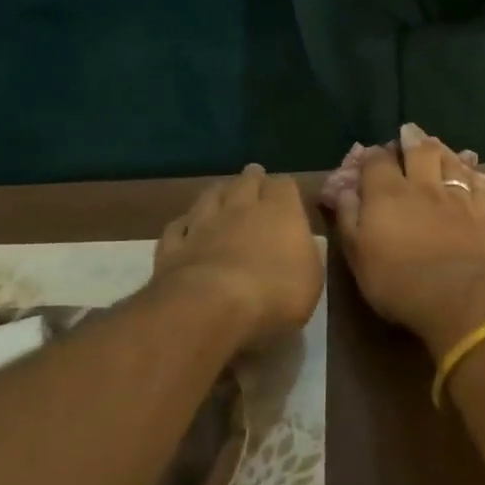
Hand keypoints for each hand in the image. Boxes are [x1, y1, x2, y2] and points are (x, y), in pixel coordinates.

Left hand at [154, 166, 322, 347]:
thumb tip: (300, 243)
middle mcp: (240, 209)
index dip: (285, 188)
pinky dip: (185, 224)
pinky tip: (186, 226)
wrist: (212, 307)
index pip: (284, 185)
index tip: (287, 194)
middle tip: (254, 178)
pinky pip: (178, 227)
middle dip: (252, 179)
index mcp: (280, 213)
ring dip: (217, 193)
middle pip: (245, 182)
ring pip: (209, 197)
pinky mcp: (173, 247)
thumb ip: (306, 254)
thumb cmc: (275, 293)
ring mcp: (202, 225)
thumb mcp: (311, 278)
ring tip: (222, 192)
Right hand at [334, 124, 484, 355]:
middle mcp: (423, 186)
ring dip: (441, 150)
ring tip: (437, 145)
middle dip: (411, 139)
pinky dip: (470, 173)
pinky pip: (478, 182)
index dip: (372, 156)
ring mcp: (458, 196)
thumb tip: (344, 191)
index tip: (371, 156)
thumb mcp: (357, 256)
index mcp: (386, 194)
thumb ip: (348, 219)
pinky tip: (469, 172)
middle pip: (418, 151)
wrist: (458, 296)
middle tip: (409, 132)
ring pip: (450, 162)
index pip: (377, 162)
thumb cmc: (398, 282)